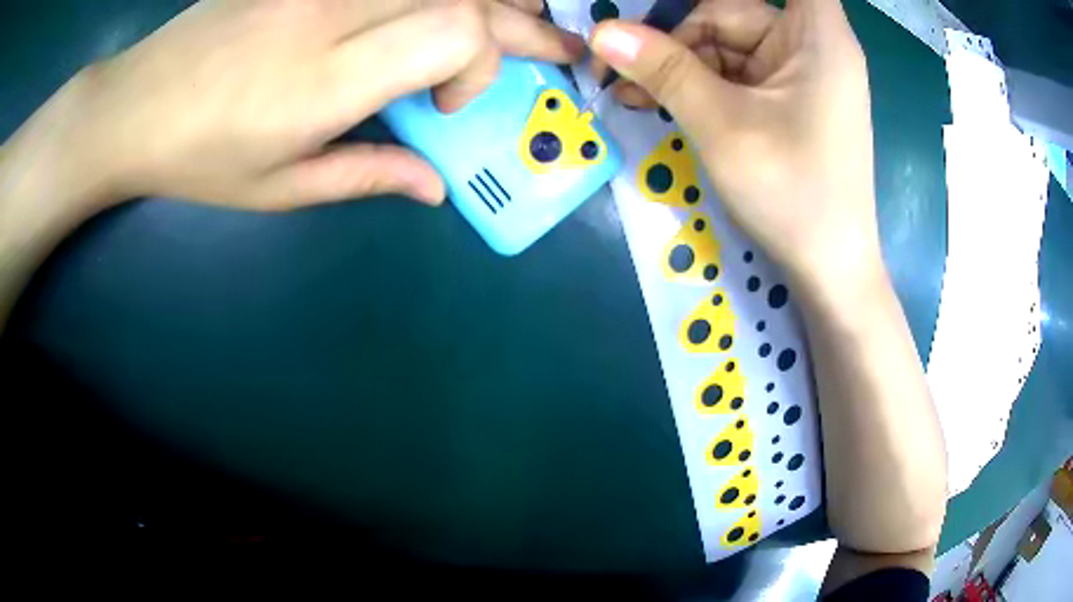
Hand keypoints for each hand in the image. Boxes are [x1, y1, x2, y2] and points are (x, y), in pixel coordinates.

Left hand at [5, 0, 582, 212]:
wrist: (136, 105)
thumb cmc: (200, 158)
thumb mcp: (281, 188)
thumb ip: (368, 176)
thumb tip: (436, 188)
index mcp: (328, 77)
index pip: (455, 32)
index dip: (481, 63)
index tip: (447, 104)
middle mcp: (334, 10)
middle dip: (523, 24)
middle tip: (561, 48)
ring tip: (521, 16)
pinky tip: (445, 5)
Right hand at [590, 0, 880, 292]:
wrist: (828, 269)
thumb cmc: (793, 194)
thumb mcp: (722, 125)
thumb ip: (663, 70)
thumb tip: (602, 31)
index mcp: (816, 36)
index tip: (676, 7)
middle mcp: (811, 44)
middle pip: (731, 13)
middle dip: (676, 37)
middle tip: (618, 67)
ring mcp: (798, 72)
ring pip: (726, 44)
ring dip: (679, 65)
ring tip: (633, 94)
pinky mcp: (787, 98)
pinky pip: (735, 74)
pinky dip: (699, 85)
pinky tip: (661, 102)